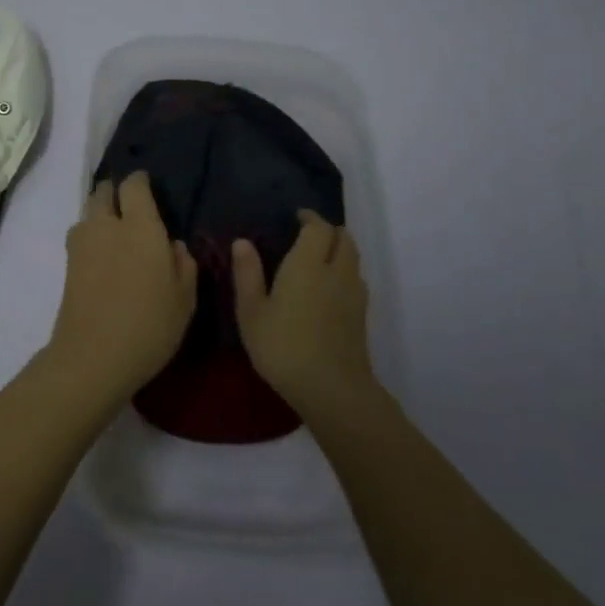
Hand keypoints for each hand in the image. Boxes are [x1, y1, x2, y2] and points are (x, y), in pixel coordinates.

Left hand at [47, 173, 197, 398]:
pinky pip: (80, 236)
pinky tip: (103, 255)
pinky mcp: (67, 265)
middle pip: (103, 192)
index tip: (147, 185)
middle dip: (114, 192)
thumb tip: (172, 245)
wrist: (92, 356)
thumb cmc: (149, 325)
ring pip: (88, 213)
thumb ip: (183, 264)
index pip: (133, 186)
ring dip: (99, 213)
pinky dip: (90, 236)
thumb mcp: (184, 298)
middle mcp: (106, 225)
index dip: (139, 181)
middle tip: (129, 205)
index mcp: (140, 226)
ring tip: (115, 230)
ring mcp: (81, 244)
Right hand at [232, 210, 373, 418]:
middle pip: (343, 238)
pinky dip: (345, 272)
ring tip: (318, 258)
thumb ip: (247, 273)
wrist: (331, 388)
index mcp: (308, 264)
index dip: (309, 218)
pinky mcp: (361, 315)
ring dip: (339, 250)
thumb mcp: (252, 311)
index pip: (318, 227)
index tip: (296, 217)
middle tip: (307, 235)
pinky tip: (328, 288)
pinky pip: (356, 279)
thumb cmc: (283, 346)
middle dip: (328, 231)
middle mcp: (336, 271)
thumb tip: (243, 242)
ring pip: (353, 258)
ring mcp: (354, 293)